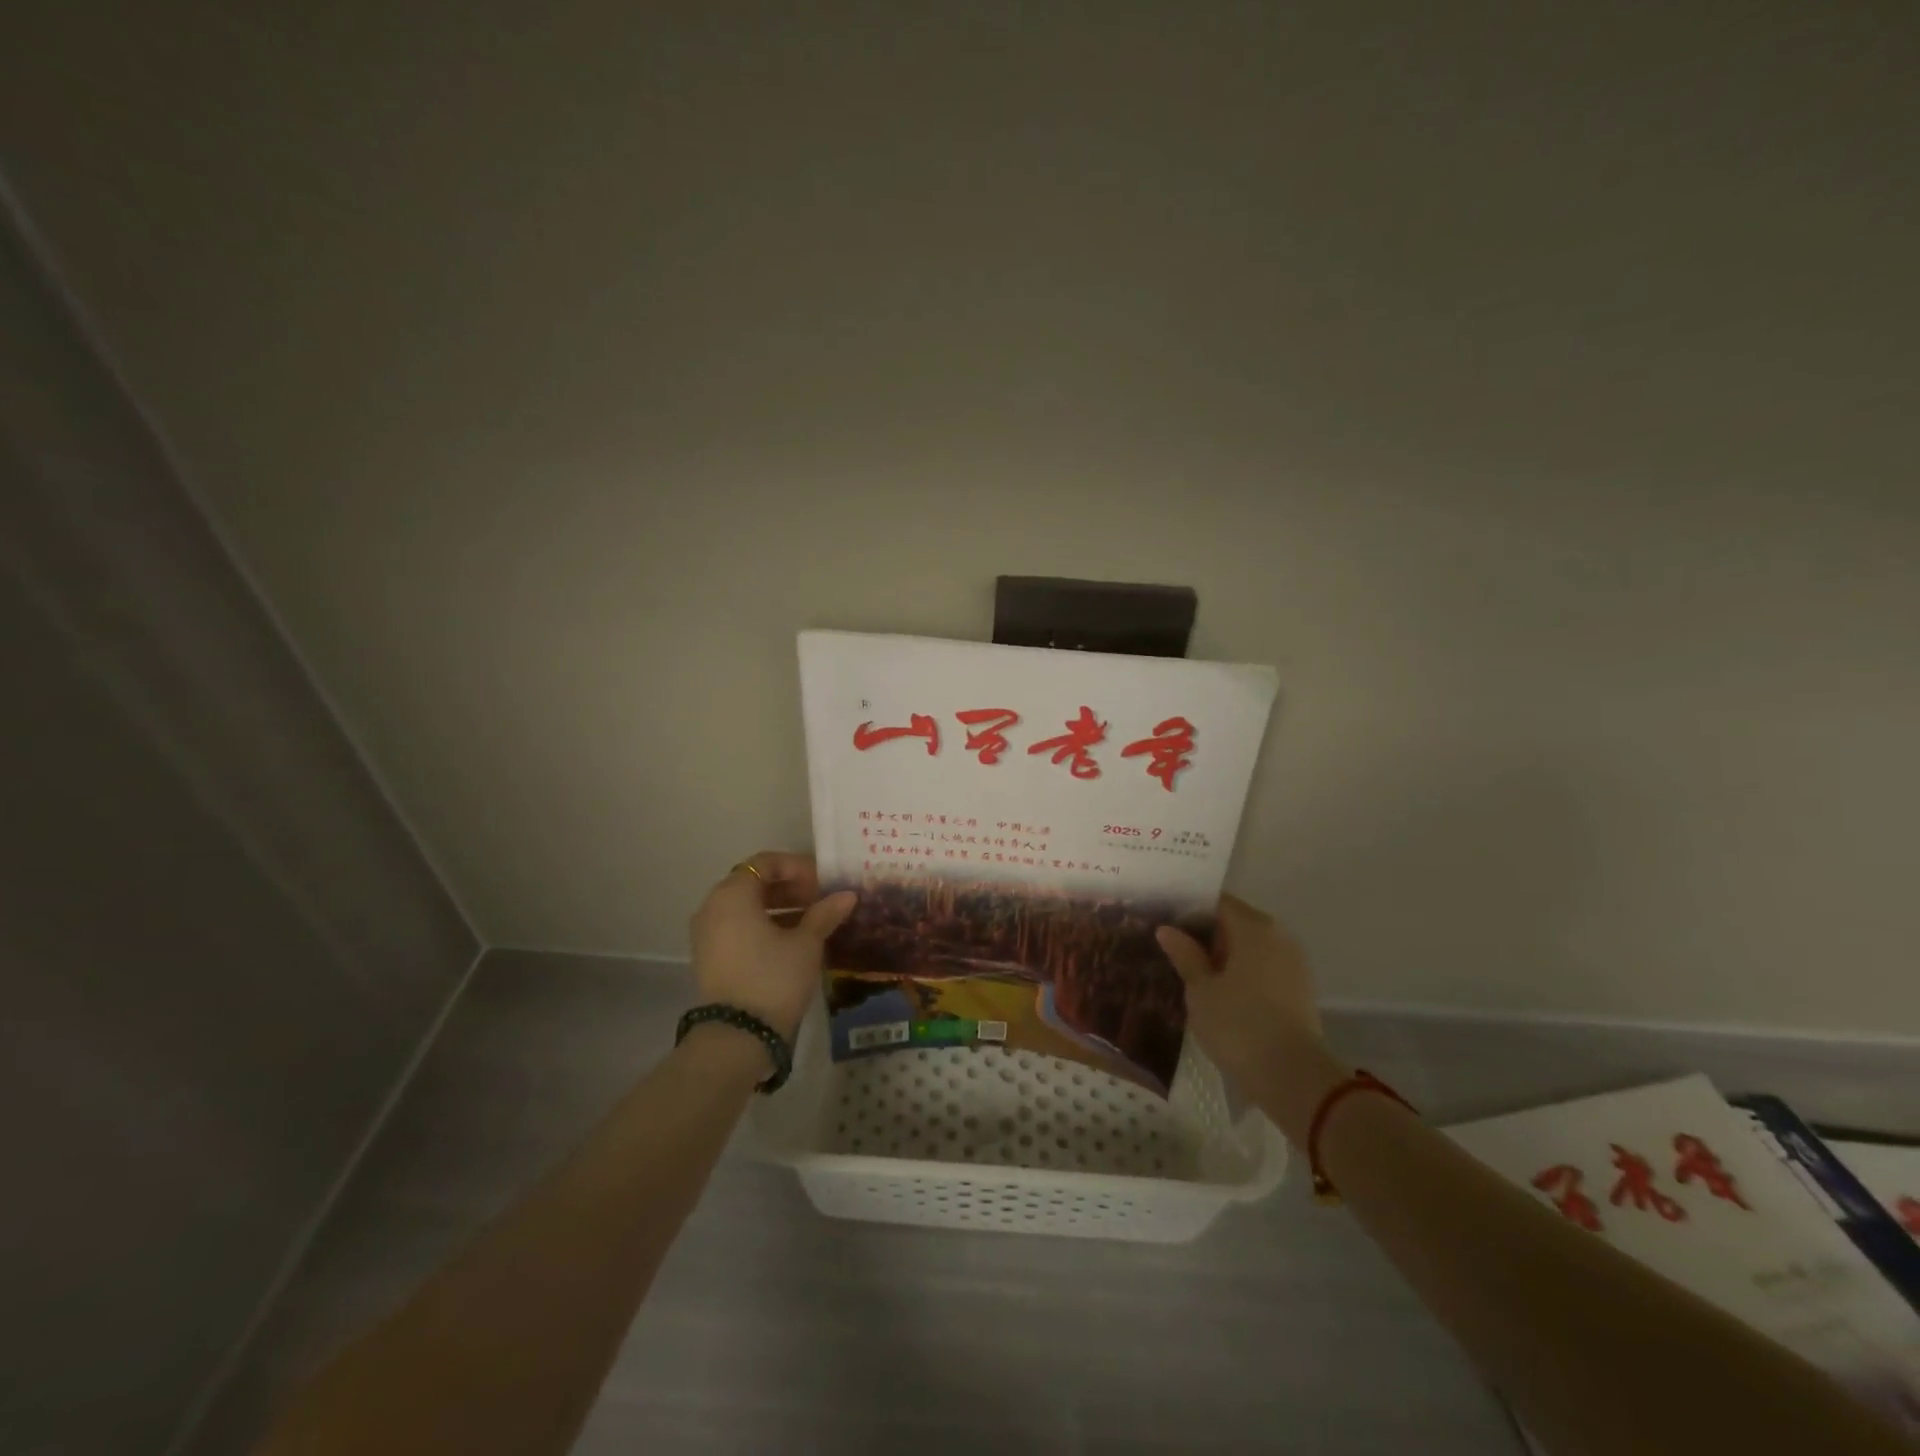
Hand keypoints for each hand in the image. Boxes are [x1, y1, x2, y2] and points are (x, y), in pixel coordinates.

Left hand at [690, 852, 856, 1039]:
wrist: (738, 1037)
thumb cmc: (774, 978)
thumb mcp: (806, 943)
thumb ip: (825, 913)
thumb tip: (847, 895)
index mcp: (732, 894)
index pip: (766, 862)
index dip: (798, 867)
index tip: (824, 883)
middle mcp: (713, 907)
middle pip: (755, 884)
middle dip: (791, 888)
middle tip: (823, 900)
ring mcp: (708, 934)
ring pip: (748, 908)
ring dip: (781, 908)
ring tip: (814, 921)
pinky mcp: (711, 958)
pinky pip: (740, 928)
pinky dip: (765, 927)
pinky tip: (795, 941)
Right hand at [1156, 894, 1337, 1136]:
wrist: (1294, 1078)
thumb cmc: (1239, 1025)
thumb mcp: (1200, 989)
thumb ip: (1185, 955)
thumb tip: (1168, 929)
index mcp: (1253, 926)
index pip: (1217, 902)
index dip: (1189, 909)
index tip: (1165, 921)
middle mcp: (1278, 935)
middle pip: (1235, 922)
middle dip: (1205, 933)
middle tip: (1172, 947)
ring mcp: (1293, 962)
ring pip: (1250, 947)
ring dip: (1224, 956)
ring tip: (1191, 971)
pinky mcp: (1299, 989)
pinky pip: (1263, 968)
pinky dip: (1241, 973)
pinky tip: (1218, 991)